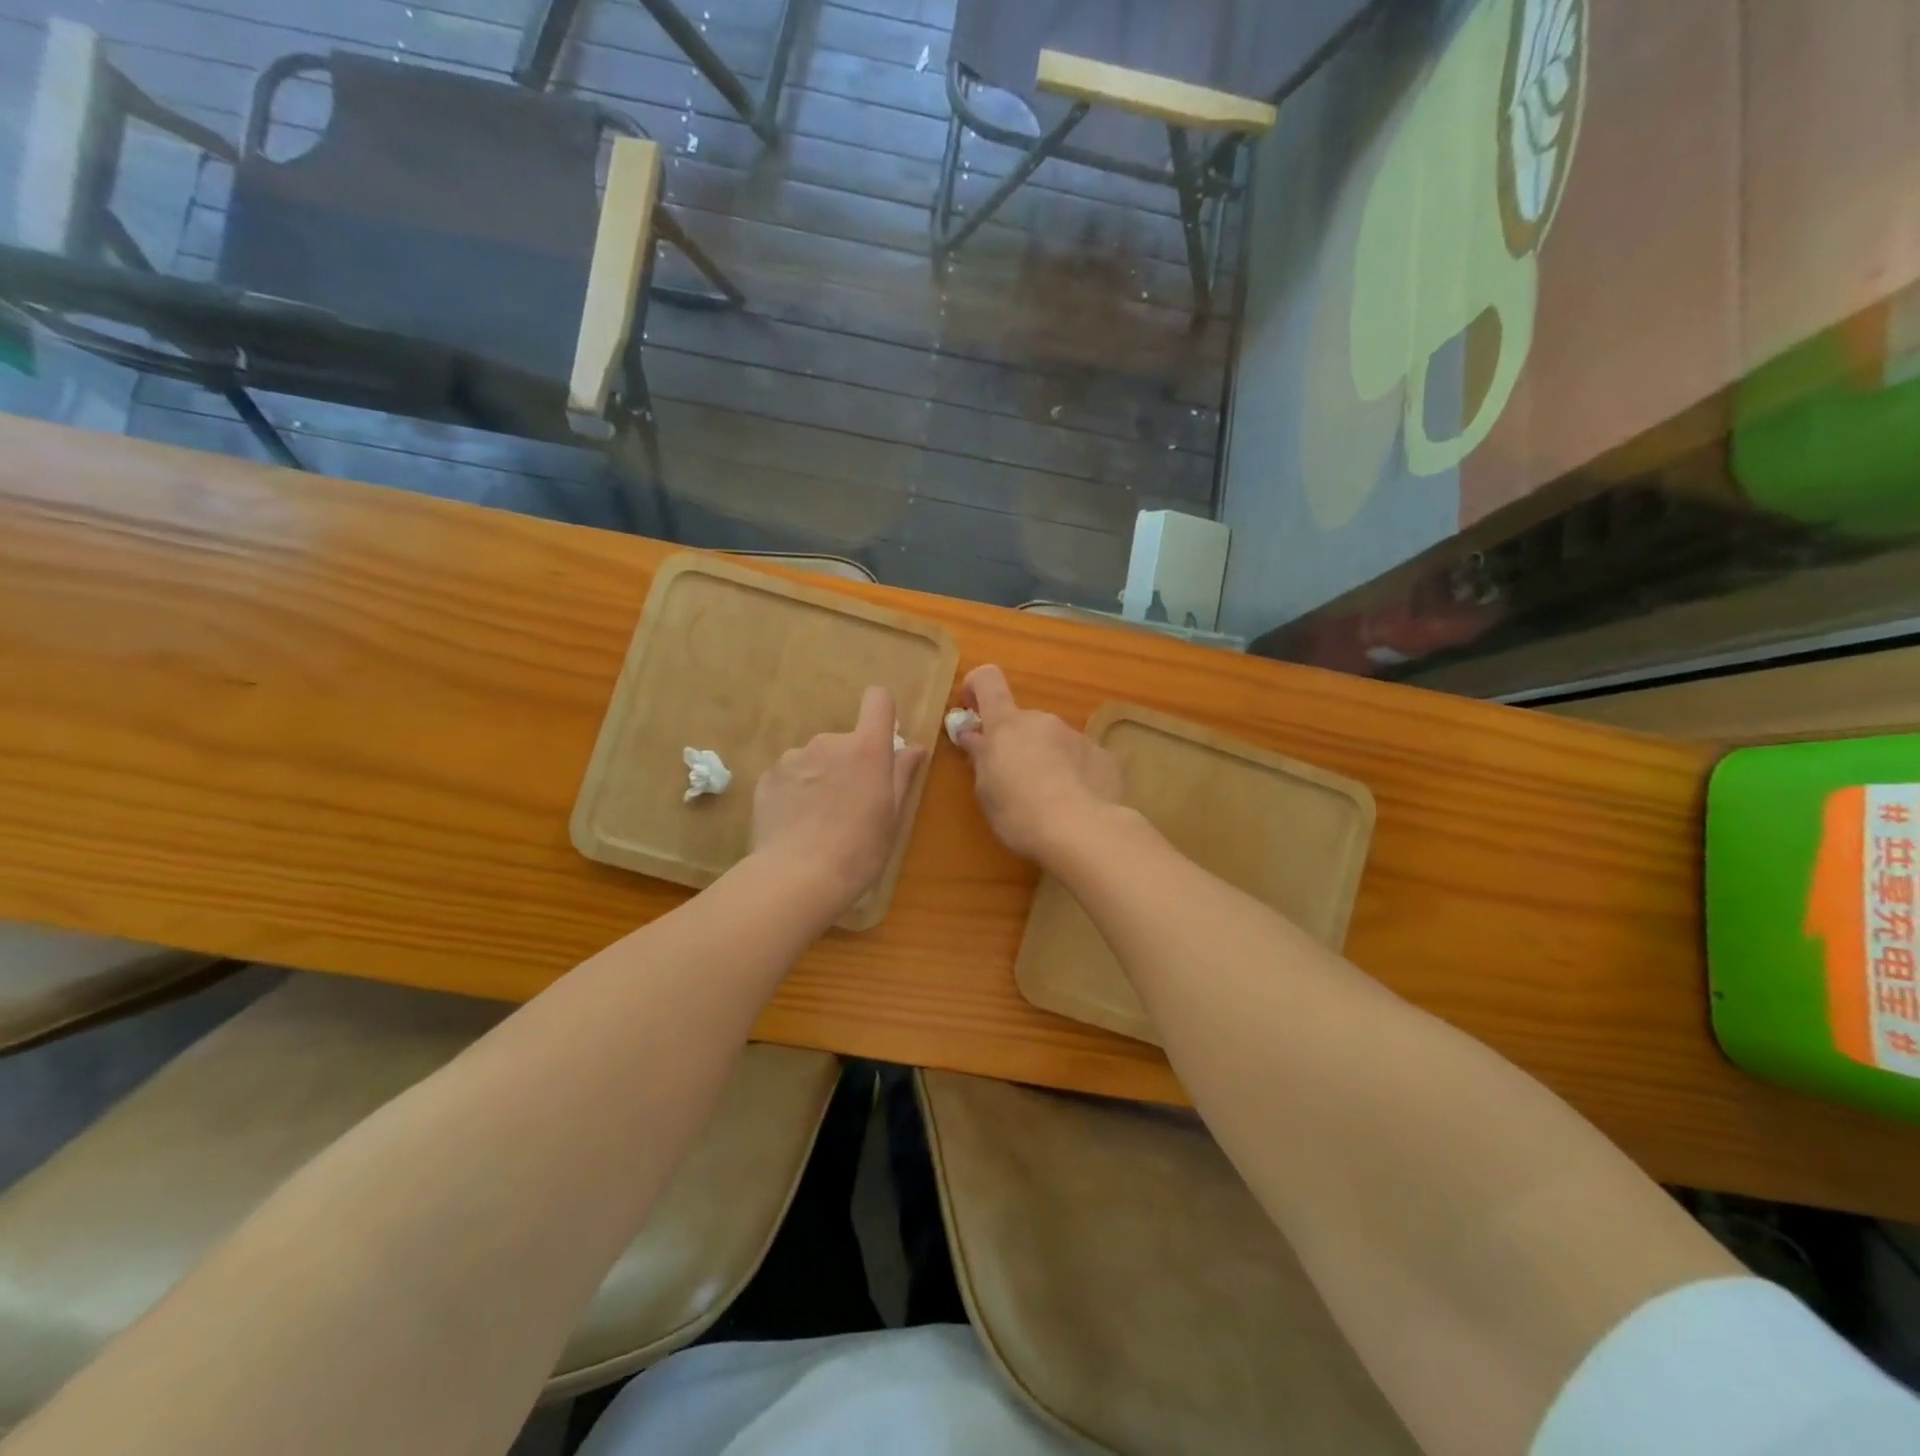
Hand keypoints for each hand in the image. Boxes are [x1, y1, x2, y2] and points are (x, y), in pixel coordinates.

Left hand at [751, 685, 927, 915]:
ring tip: (818, 820)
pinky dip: (794, 792)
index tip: (883, 739)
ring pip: (814, 759)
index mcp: (866, 748)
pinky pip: (789, 776)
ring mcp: (793, 758)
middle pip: (845, 740)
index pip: (878, 700)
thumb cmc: (859, 849)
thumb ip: (902, 774)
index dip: (883, 712)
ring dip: (820, 778)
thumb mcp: (892, 816)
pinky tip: (795, 825)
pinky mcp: (767, 778)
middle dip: (849, 763)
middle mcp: (828, 742)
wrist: (796, 878)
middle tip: (850, 805)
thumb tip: (914, 747)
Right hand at [952, 665, 1122, 863]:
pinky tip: (1076, 804)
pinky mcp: (1104, 757)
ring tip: (1048, 800)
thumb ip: (981, 757)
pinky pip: (1081, 759)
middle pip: (1023, 722)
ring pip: (1054, 741)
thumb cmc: (1019, 812)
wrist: (1082, 831)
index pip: (988, 681)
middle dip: (1016, 744)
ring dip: (1046, 760)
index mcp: (1007, 724)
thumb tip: (974, 737)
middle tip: (1012, 781)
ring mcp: (1077, 736)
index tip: (971, 708)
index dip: (977, 687)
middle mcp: (1043, 720)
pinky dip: (1075, 774)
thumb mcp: (986, 789)